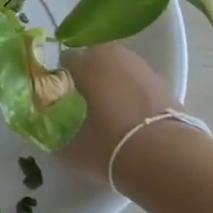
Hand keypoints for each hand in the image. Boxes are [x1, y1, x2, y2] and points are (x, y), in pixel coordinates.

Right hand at [60, 42, 183, 182]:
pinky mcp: (162, 82)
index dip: (58, 84)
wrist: (164, 157)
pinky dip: (132, 96)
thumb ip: (52, 130)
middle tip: (82, 108)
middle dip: (86, 79)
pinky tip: (130, 120)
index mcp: (83, 62)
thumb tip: (47, 125)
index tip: (58, 104)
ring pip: (116, 71)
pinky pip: (137, 84)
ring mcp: (140, 65)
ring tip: (108, 116)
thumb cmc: (107, 144)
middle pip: (91, 62)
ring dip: (110, 86)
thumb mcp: (68, 145)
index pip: (62, 64)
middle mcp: (111, 54)